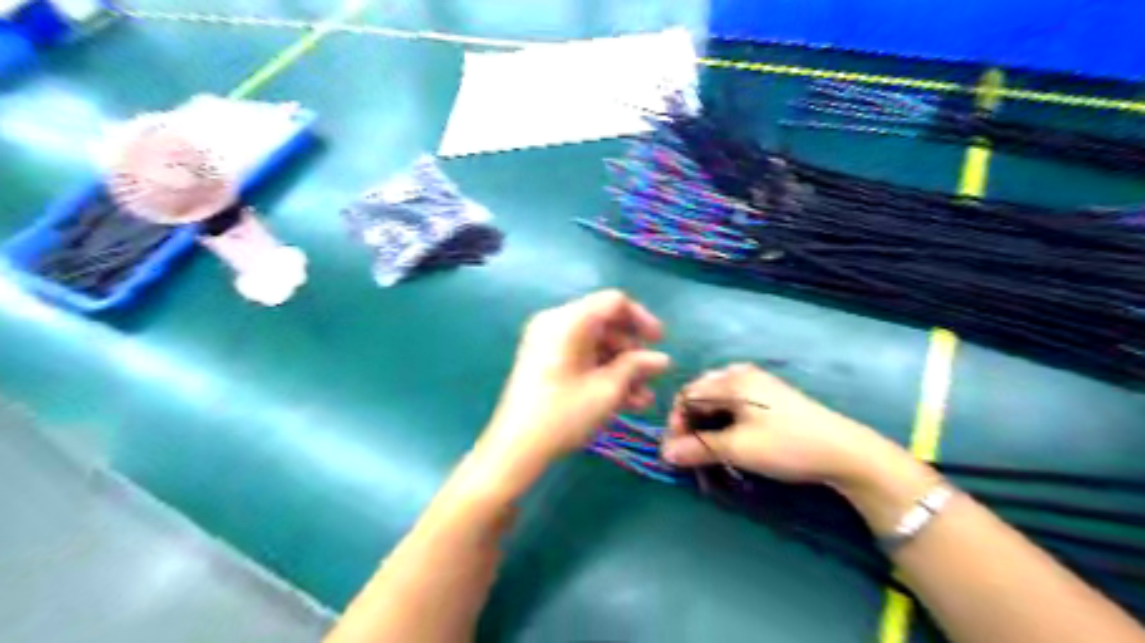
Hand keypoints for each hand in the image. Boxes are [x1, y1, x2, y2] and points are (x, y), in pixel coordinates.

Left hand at [479, 292, 673, 482]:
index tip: (660, 343)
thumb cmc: (564, 414)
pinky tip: (625, 401)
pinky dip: (601, 373)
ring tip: (643, 398)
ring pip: (595, 344)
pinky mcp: (544, 361)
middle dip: (632, 350)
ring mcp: (547, 342)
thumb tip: (662, 359)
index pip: (614, 302)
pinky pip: (580, 357)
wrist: (515, 448)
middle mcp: (556, 323)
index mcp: (569, 320)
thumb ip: (637, 367)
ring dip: (621, 367)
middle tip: (651, 375)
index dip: (642, 319)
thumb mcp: (607, 390)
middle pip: (604, 323)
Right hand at [662, 365, 893, 485]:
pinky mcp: (769, 396)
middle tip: (688, 452)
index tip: (674, 451)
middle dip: (689, 423)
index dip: (675, 423)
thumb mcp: (738, 449)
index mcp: (732, 380)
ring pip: (717, 400)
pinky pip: (734, 403)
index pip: (687, 395)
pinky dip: (723, 421)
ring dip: (706, 424)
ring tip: (707, 448)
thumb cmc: (786, 445)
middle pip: (701, 394)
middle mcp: (741, 374)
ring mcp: (758, 383)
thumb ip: (698, 449)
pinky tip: (728, 439)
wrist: (844, 452)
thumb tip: (665, 454)